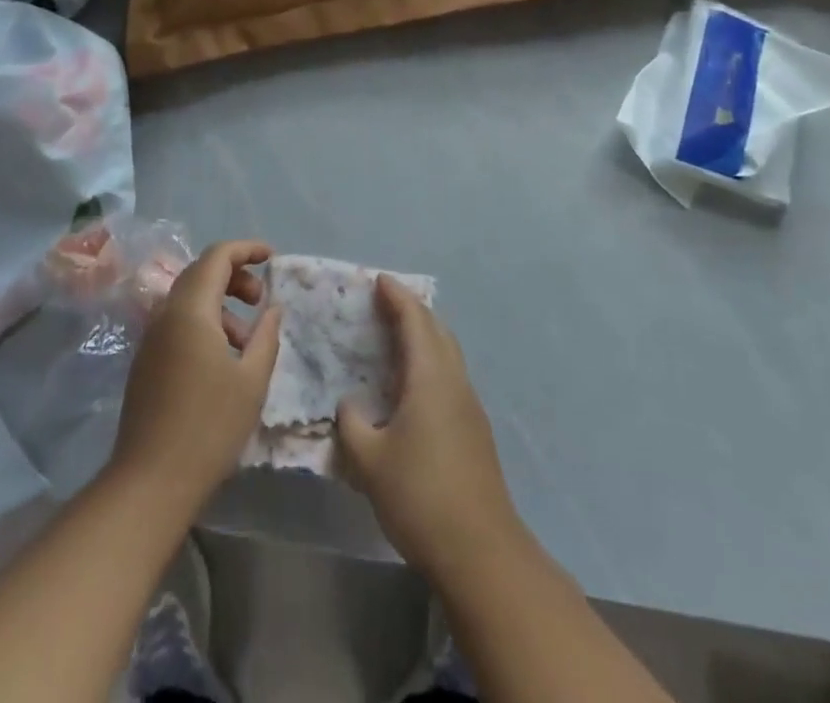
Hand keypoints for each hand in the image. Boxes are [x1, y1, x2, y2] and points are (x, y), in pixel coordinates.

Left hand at [109, 240, 280, 512]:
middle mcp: (165, 314)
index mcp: (190, 310)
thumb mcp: (252, 380)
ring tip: (248, 341)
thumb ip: (266, 335)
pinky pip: (178, 323)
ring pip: (189, 300)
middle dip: (235, 276)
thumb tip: (273, 308)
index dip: (247, 249)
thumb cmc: (209, 427)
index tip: (272, 258)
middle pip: (201, 273)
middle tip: (261, 300)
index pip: (217, 256)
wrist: (150, 483)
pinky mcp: (146, 361)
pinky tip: (224, 360)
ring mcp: (151, 338)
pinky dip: (205, 324)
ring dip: (221, 305)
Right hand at [336, 276, 524, 578]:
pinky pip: (449, 376)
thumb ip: (352, 424)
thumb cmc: (420, 495)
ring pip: (446, 353)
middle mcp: (454, 380)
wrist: (480, 551)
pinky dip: (428, 362)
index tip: (378, 278)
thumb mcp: (369, 460)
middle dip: (411, 310)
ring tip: (393, 338)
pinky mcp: (474, 429)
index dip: (396, 296)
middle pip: (436, 329)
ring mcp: (469, 405)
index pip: (415, 320)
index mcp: (430, 376)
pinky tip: (410, 385)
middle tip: (382, 303)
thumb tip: (349, 405)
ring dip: (422, 336)